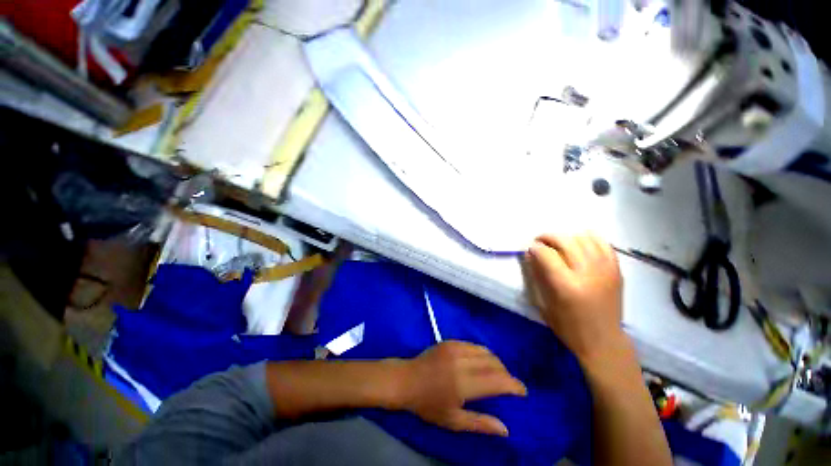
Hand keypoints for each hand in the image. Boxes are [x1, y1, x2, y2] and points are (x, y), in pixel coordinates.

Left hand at [395, 341, 526, 435]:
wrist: (406, 380)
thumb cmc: (428, 404)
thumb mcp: (453, 420)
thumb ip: (480, 423)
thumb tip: (505, 429)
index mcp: (464, 383)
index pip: (497, 380)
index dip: (514, 385)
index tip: (523, 391)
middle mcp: (462, 361)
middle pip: (494, 362)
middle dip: (506, 373)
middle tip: (508, 384)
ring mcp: (455, 348)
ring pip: (485, 350)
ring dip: (495, 361)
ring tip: (496, 373)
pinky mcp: (450, 341)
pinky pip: (473, 345)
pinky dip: (482, 353)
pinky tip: (480, 362)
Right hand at [524, 233, 624, 364]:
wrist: (603, 341)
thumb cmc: (568, 326)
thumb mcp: (544, 303)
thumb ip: (537, 276)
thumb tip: (530, 255)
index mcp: (566, 285)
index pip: (546, 254)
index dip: (535, 248)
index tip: (529, 248)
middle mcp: (587, 273)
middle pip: (565, 241)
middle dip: (548, 237)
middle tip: (540, 241)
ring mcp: (605, 270)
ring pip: (584, 238)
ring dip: (567, 236)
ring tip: (559, 243)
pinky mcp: (616, 271)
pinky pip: (603, 244)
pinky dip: (590, 238)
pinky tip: (580, 242)